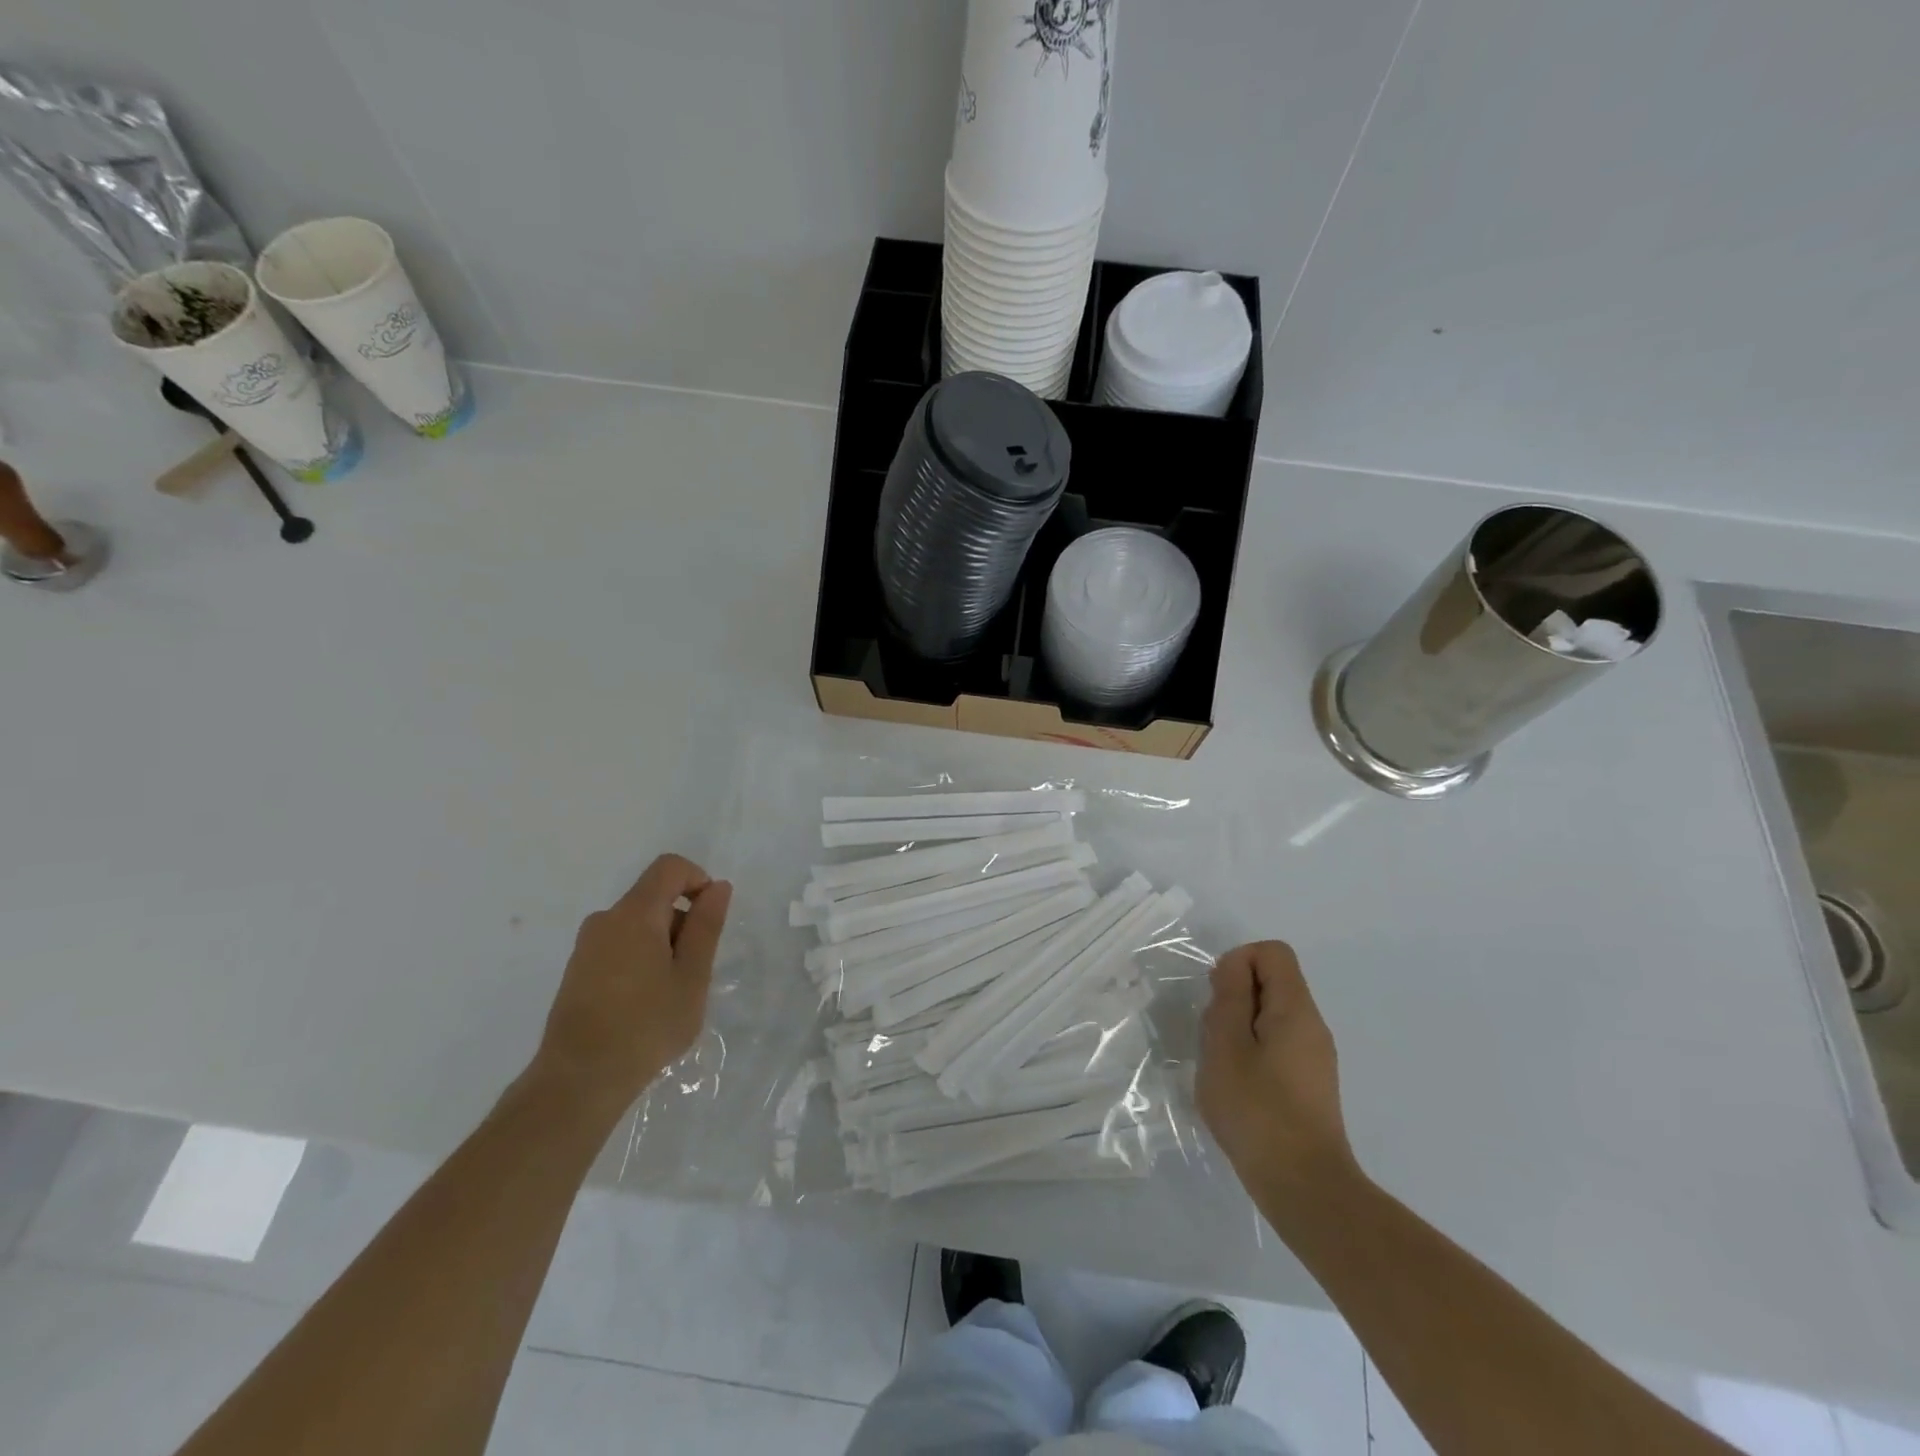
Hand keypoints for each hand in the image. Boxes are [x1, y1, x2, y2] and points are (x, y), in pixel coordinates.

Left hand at [530, 854, 732, 1120]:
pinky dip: (641, 958)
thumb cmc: (646, 1025)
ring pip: (638, 923)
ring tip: (671, 993)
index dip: (698, 880)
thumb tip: (718, 887)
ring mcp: (586, 946)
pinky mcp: (577, 970)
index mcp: (635, 914)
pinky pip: (619, 945)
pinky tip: (645, 1003)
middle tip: (694, 971)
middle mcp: (605, 919)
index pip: (670, 867)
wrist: (578, 1080)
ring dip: (663, 943)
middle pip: (654, 896)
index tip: (711, 920)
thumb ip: (706, 926)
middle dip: (683, 921)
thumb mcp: (692, 976)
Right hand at [1196, 940, 1357, 1202]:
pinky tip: (1237, 1088)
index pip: (1272, 953)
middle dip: (1234, 997)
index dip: (1239, 962)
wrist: (1304, 1188)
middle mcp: (1312, 1026)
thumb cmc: (1257, 1110)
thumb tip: (1234, 967)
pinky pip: (1276, 1046)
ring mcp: (1314, 1057)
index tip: (1217, 997)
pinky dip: (1251, 1053)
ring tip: (1222, 1065)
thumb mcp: (1226, 1045)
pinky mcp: (1309, 1084)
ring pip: (1270, 1016)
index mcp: (1295, 1009)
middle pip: (1272, 982)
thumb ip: (1229, 997)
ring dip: (1238, 1028)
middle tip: (1214, 1037)